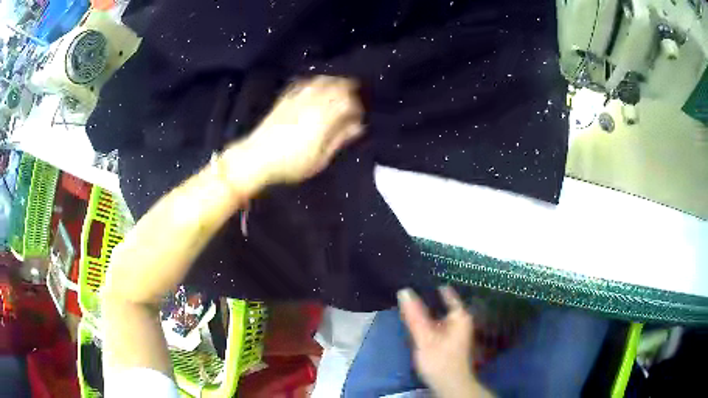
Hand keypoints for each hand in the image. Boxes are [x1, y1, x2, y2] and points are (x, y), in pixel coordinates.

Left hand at [240, 76, 363, 184]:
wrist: (257, 157)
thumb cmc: (291, 163)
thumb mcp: (320, 158)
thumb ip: (340, 139)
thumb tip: (357, 127)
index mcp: (324, 117)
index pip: (348, 102)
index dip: (356, 107)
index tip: (358, 117)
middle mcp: (313, 102)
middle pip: (336, 86)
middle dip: (348, 90)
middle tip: (352, 99)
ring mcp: (297, 97)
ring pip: (320, 81)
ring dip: (332, 82)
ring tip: (337, 90)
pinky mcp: (285, 98)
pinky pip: (303, 83)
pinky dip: (314, 82)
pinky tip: (315, 87)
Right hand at [398, 287, 492, 397]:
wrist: (449, 383)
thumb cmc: (439, 359)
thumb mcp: (425, 337)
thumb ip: (414, 315)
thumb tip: (404, 291)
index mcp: (460, 316)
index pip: (448, 293)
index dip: (433, 285)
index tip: (419, 276)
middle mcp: (460, 320)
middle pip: (442, 304)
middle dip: (426, 298)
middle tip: (408, 288)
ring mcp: (455, 331)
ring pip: (438, 315)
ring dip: (426, 311)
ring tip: (408, 302)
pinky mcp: (448, 341)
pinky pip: (437, 324)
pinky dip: (427, 321)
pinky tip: (416, 321)